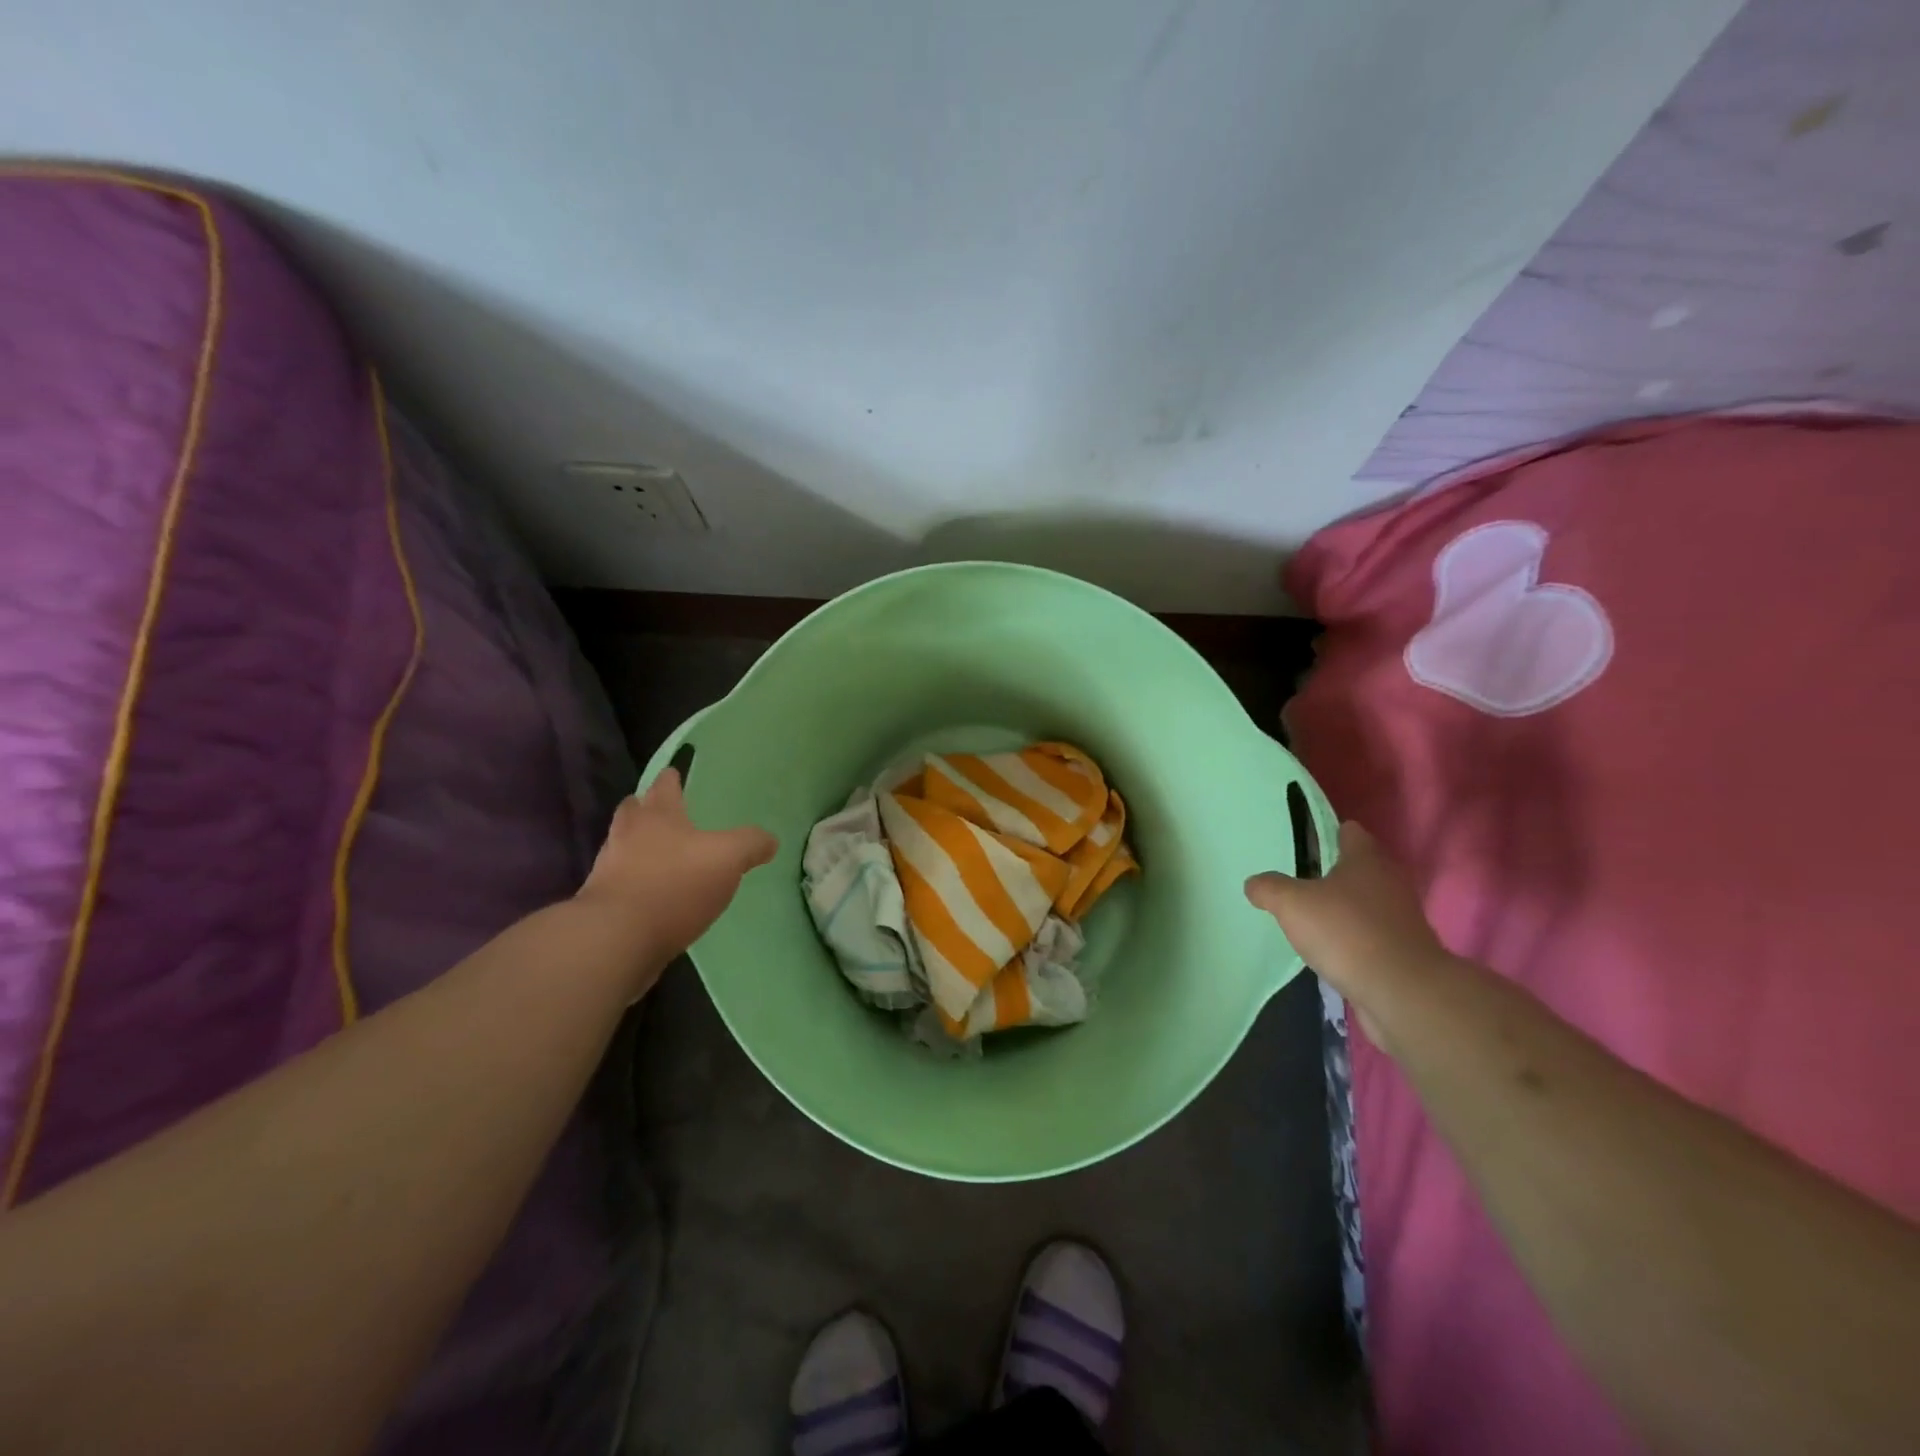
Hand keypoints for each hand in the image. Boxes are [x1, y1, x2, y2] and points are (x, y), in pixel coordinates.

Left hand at [575, 769, 777, 992]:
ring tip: (661, 855)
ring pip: (623, 846)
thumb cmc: (675, 885)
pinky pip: (621, 882)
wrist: (617, 939)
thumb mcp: (728, 858)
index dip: (672, 778)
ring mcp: (609, 869)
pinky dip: (635, 881)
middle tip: (662, 810)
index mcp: (658, 816)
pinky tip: (653, 894)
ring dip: (638, 845)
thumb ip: (751, 844)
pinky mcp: (603, 903)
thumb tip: (769, 840)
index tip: (675, 772)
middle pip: (634, 811)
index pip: (664, 786)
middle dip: (646, 807)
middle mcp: (628, 834)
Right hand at [1244, 821, 1447, 1046]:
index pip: (1349, 831)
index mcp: (1366, 859)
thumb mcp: (1292, 904)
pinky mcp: (1403, 950)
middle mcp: (1389, 881)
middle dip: (1330, 871)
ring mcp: (1400, 917)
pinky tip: (1329, 947)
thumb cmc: (1346, 932)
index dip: (1325, 832)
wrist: (1402, 992)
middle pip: (1358, 866)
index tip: (1301, 841)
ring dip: (1342, 906)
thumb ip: (1269, 888)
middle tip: (1296, 878)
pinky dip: (1352, 936)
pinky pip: (1370, 933)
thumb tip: (1254, 884)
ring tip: (1308, 915)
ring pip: (1365, 901)